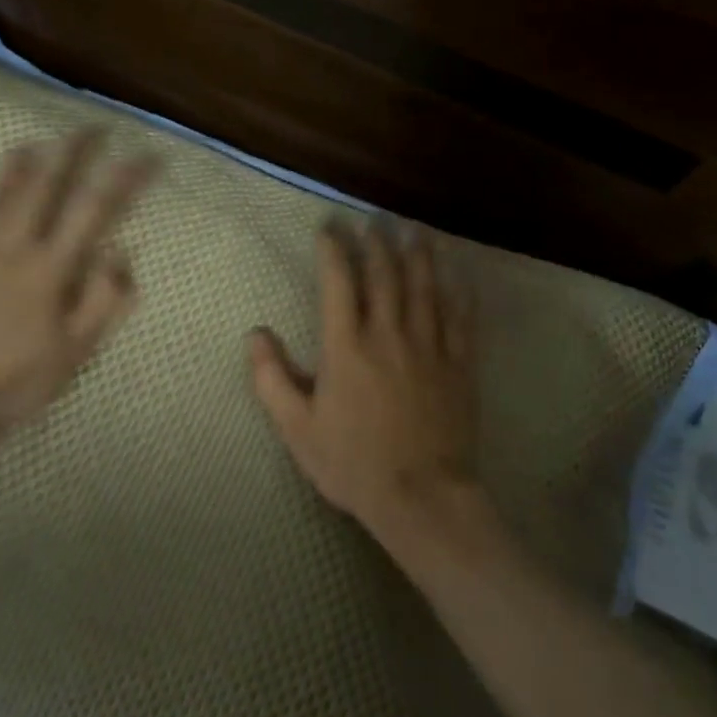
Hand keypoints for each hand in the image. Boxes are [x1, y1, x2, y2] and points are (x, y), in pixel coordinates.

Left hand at [0, 130, 156, 434]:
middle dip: (72, 152)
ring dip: (16, 165)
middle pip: (47, 187)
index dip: (124, 178)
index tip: (146, 156)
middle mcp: (14, 246)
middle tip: (90, 128)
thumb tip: (123, 251)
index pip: (96, 210)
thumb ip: (102, 301)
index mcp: (52, 268)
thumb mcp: (74, 352)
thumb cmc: (13, 382)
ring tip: (32, 141)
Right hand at [249, 220, 478, 541]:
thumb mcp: (298, 429)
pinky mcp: (458, 363)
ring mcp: (428, 346)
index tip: (330, 227)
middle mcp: (388, 334)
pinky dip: (459, 291)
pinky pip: (461, 318)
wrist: (421, 498)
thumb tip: (255, 334)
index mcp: (347, 347)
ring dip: (418, 253)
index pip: (338, 282)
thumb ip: (272, 379)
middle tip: (373, 219)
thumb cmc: (353, 464)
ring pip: (424, 286)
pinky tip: (459, 272)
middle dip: (376, 241)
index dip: (333, 249)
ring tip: (414, 228)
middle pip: (383, 275)